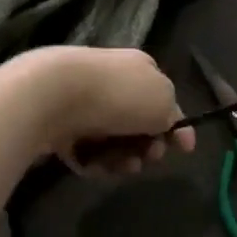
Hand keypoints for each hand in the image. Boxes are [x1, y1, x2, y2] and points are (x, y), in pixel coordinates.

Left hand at [0, 46, 195, 174]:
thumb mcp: (163, 102)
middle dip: (145, 147)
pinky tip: (93, 165)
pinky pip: (86, 151)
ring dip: (121, 159)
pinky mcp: (61, 125)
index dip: (175, 126)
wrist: (53, 95)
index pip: (163, 99)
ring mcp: (84, 103)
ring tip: (120, 167)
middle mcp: (112, 82)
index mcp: (139, 69)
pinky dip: (93, 161)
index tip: (183, 151)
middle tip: (146, 159)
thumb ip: (173, 116)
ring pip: (112, 141)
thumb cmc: (117, 95)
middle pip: (138, 124)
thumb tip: (173, 127)